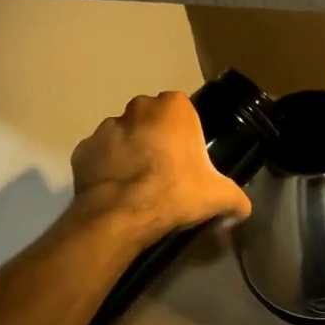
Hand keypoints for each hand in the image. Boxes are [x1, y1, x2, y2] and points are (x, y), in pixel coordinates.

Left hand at [68, 91, 251, 244]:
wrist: (121, 215)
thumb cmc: (175, 193)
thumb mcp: (219, 197)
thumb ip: (237, 199)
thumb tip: (242, 210)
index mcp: (172, 108)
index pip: (182, 110)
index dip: (186, 134)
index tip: (188, 158)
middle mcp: (137, 108)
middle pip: (151, 119)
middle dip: (156, 138)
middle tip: (165, 171)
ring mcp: (105, 127)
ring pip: (123, 135)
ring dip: (130, 151)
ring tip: (138, 184)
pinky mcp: (82, 149)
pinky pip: (99, 156)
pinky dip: (106, 168)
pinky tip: (117, 191)